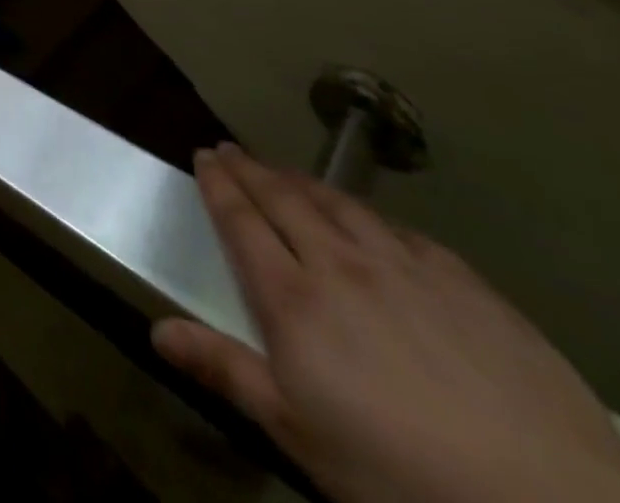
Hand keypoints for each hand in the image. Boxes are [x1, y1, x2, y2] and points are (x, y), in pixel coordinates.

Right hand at [156, 145, 619, 502]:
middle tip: (230, 149)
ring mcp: (403, 266)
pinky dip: (365, 213)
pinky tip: (367, 218)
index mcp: (293, 299)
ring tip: (284, 171)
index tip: (204, 155)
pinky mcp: (461, 280)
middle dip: (250, 169)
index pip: (241, 222)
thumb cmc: (401, 476)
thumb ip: (227, 371)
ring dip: (301, 181)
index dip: (219, 184)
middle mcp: (339, 264)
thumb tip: (157, 330)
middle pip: (283, 199)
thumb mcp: (300, 434)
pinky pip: (398, 229)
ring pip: (337, 203)